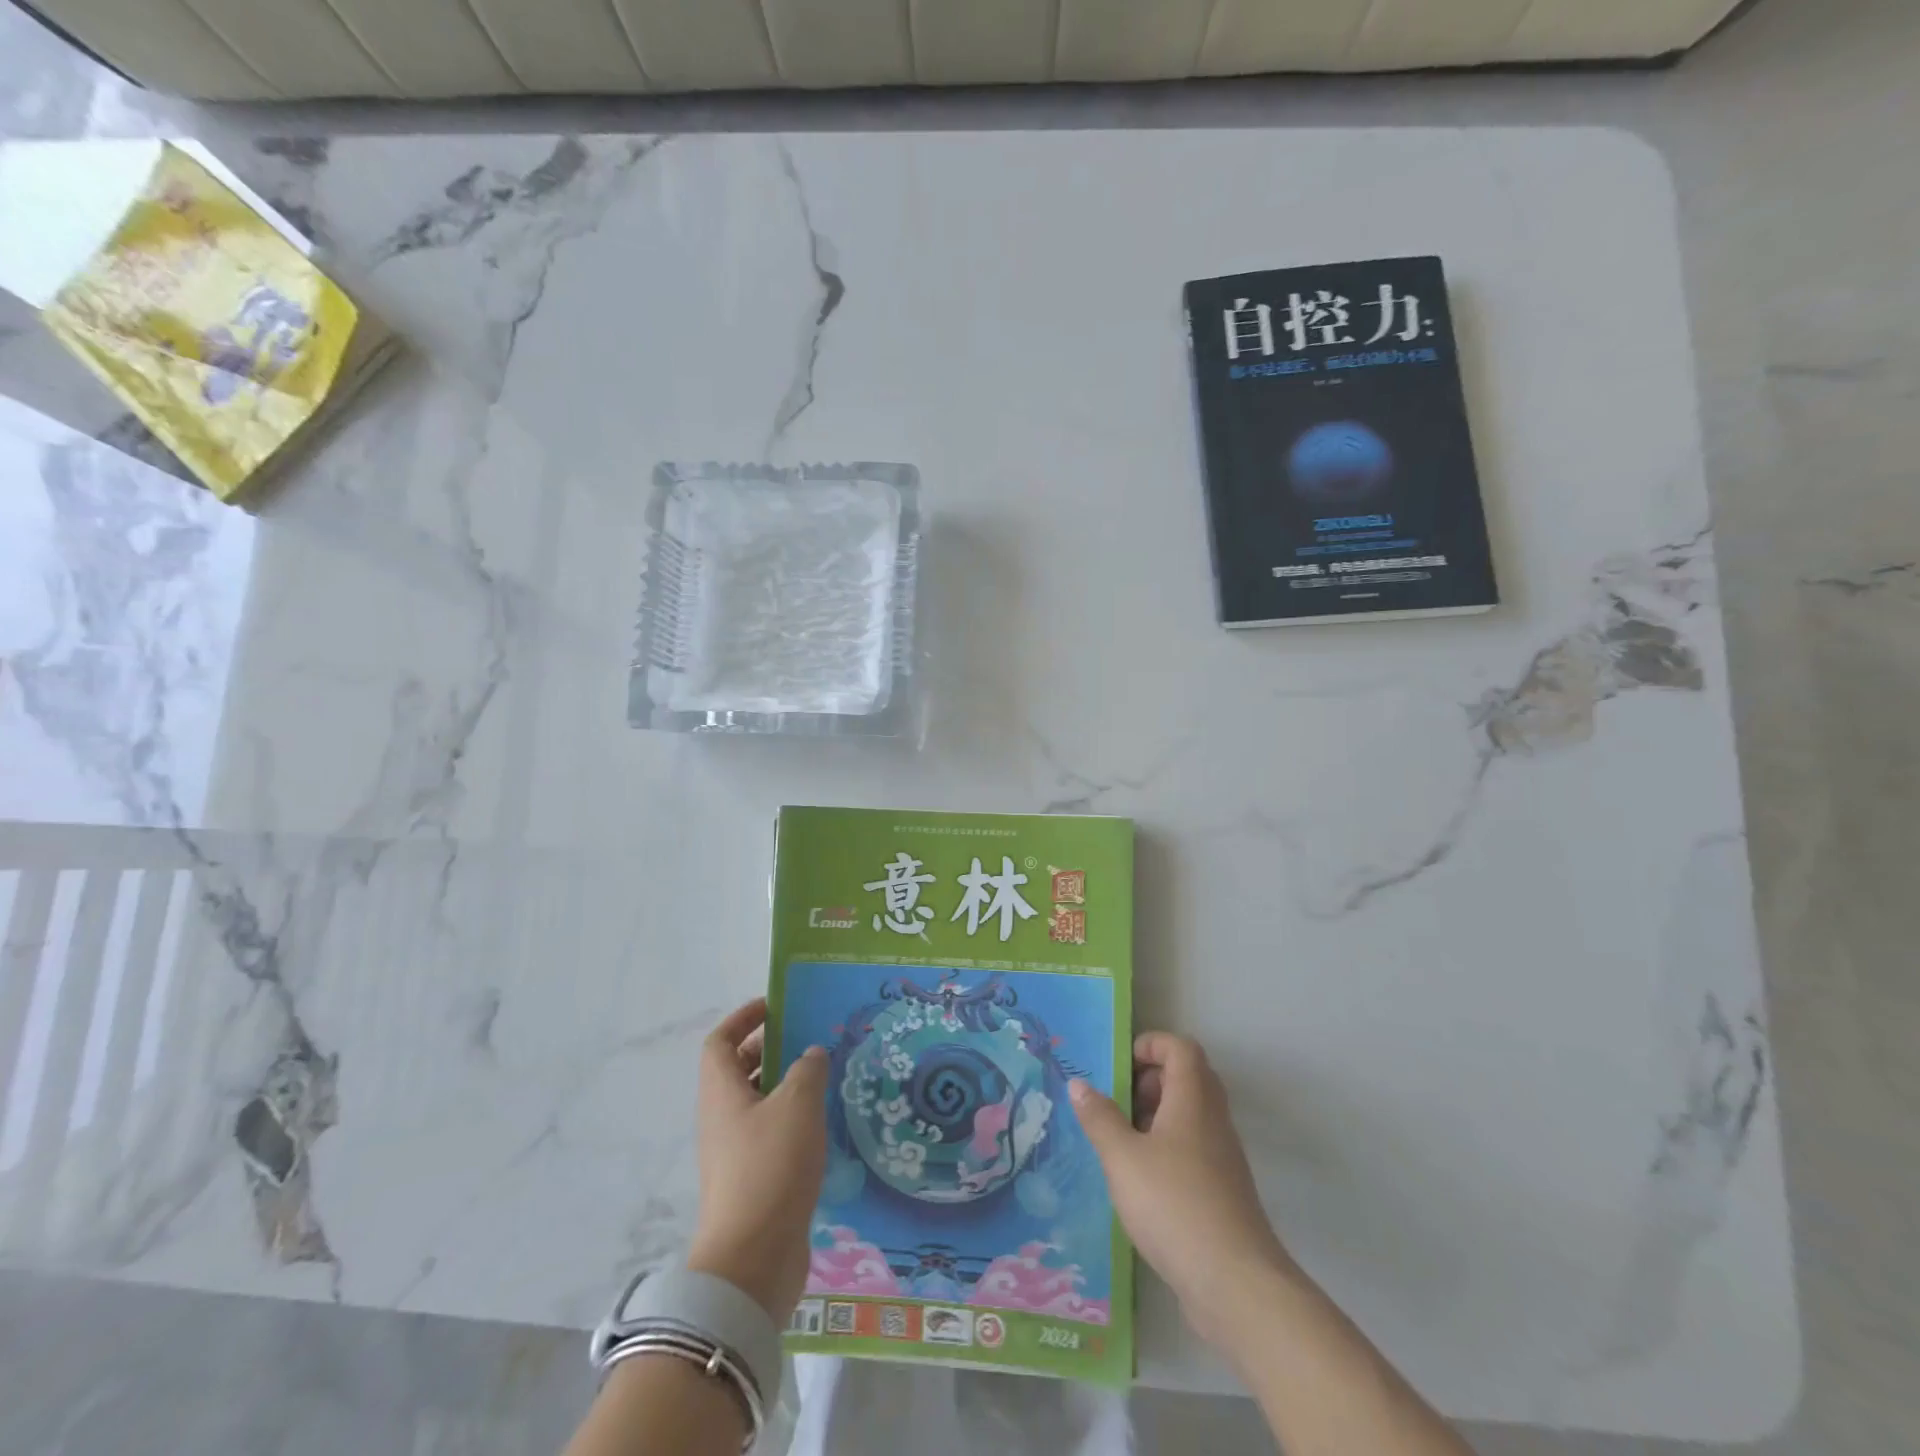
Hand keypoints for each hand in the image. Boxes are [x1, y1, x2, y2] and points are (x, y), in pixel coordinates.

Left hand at [685, 998, 828, 1321]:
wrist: (753, 1260)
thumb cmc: (770, 1167)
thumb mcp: (797, 1105)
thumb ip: (808, 1069)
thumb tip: (811, 1054)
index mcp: (721, 1093)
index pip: (720, 1042)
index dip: (743, 1019)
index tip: (775, 1006)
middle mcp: (722, 1118)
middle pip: (739, 1070)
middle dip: (771, 1049)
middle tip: (811, 1038)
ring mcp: (735, 1152)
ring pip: (759, 1103)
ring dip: (787, 1084)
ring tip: (827, 1076)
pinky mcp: (754, 1181)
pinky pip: (771, 1134)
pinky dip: (794, 1119)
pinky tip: (826, 1123)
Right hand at [1070, 1032, 1296, 1351]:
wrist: (1236, 1284)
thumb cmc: (1174, 1205)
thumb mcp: (1123, 1158)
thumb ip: (1100, 1118)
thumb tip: (1079, 1083)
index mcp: (1193, 1099)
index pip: (1181, 1048)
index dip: (1151, 1045)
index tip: (1119, 1065)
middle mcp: (1213, 1120)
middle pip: (1188, 1077)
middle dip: (1150, 1080)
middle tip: (1118, 1101)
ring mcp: (1222, 1157)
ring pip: (1191, 1115)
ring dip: (1156, 1116)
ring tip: (1121, 1140)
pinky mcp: (1223, 1191)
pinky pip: (1194, 1148)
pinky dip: (1167, 1148)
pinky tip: (1140, 1179)